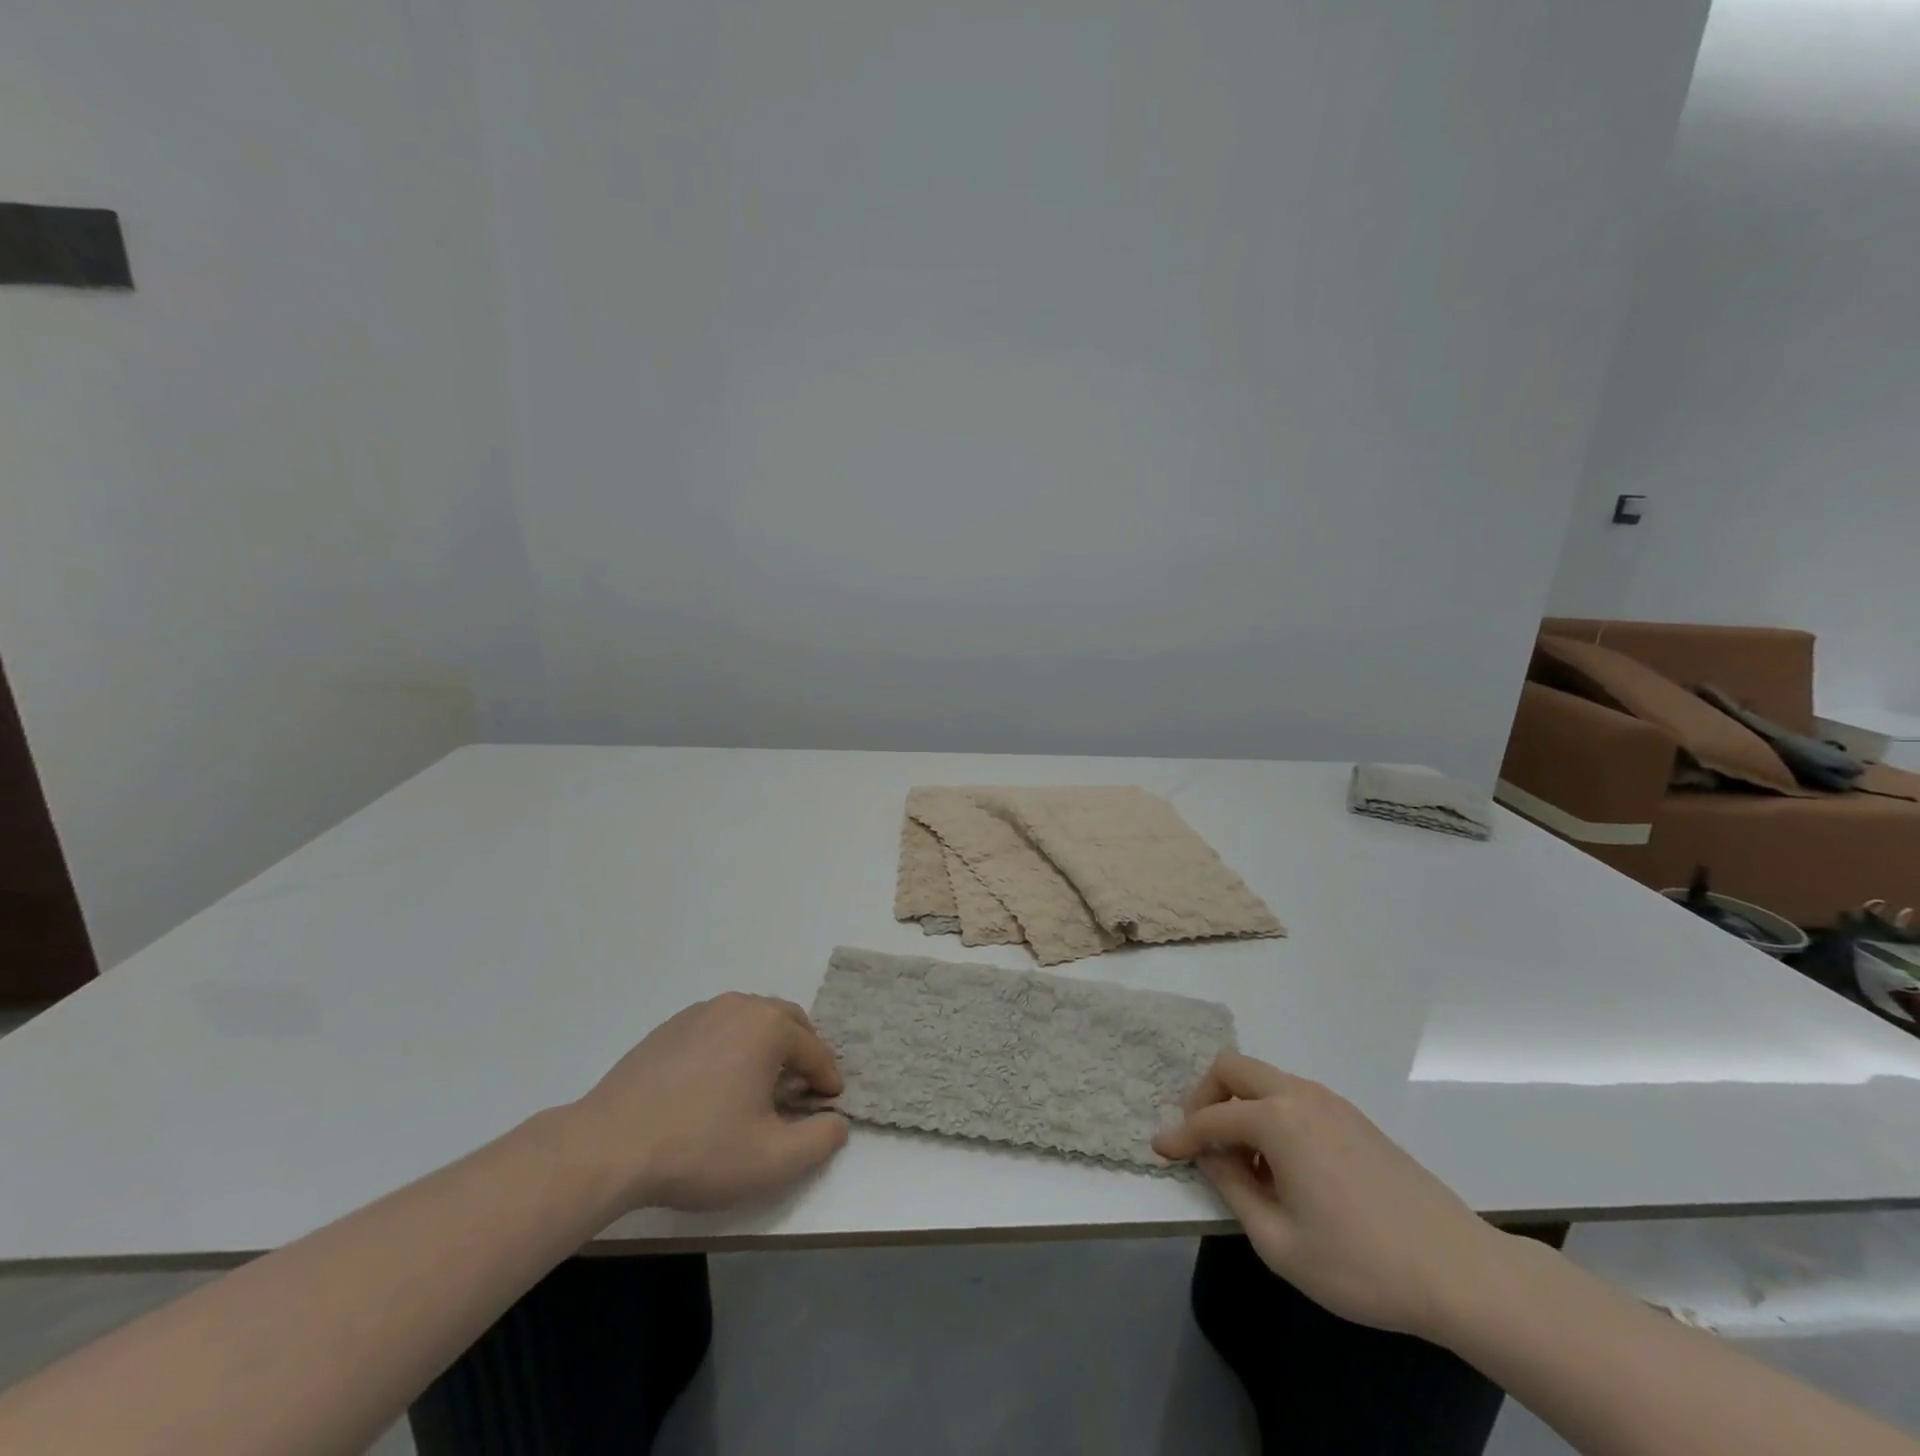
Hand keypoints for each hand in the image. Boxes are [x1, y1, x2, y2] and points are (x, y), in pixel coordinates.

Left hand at [570, 993, 848, 1213]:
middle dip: (802, 1051)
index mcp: (769, 1027)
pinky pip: (718, 1028)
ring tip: (761, 1085)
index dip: (827, 1079)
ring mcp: (701, 1012)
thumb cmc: (699, 1149)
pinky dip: (732, 1047)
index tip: (830, 1104)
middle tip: (802, 1088)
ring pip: (751, 1020)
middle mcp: (739, 1006)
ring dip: (767, 1046)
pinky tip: (717, 1084)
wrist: (610, 1146)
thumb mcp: (772, 1160)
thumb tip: (837, 1122)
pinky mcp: (670, 1027)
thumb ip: (820, 1140)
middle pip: (787, 1021)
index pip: (814, 1050)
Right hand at [1153, 1052, 1510, 1338]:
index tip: (1159, 1150)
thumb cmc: (1360, 1264)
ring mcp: (1330, 1102)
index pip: (1211, 1119)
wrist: (1460, 1271)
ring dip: (1240, 1106)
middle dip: (1205, 1097)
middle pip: (1233, 1069)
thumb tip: (1212, 1159)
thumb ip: (1233, 1190)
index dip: (1180, 1135)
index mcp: (1277, 1120)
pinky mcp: (1353, 1117)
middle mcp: (1299, 1095)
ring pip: (1264, 1079)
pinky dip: (1271, 1114)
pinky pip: (1294, 1096)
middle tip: (1201, 1140)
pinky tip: (1284, 1166)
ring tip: (1245, 1163)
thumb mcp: (1279, 1243)